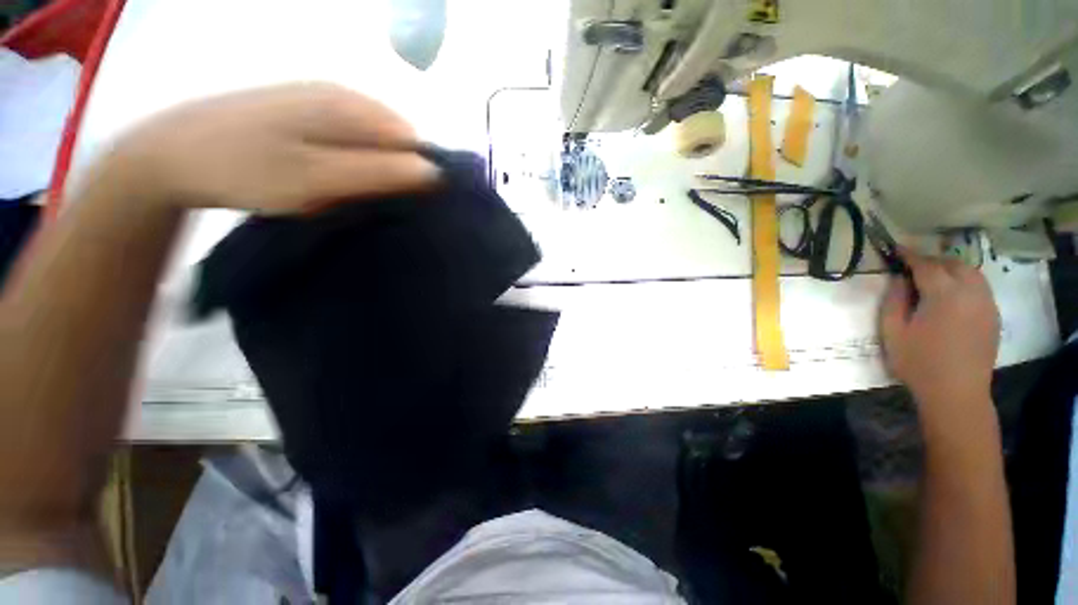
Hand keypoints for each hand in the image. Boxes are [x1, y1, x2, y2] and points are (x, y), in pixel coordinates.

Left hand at [100, 83, 439, 213]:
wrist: (170, 155)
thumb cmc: (245, 169)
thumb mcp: (318, 179)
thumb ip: (378, 173)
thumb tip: (433, 172)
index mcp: (349, 106)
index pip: (414, 141)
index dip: (417, 174)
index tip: (400, 204)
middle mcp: (342, 95)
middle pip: (396, 140)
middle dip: (394, 173)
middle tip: (367, 201)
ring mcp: (322, 101)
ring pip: (374, 143)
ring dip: (372, 172)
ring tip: (346, 194)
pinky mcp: (306, 113)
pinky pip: (351, 141)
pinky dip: (352, 165)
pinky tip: (329, 180)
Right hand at [880, 251, 999, 411]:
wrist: (956, 393)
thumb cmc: (918, 362)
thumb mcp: (893, 332)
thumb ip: (894, 300)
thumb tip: (899, 279)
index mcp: (944, 295)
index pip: (926, 265)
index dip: (909, 255)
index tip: (895, 249)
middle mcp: (971, 293)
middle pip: (953, 264)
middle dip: (932, 261)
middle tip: (912, 268)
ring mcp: (987, 304)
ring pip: (971, 273)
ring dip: (951, 270)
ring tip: (933, 279)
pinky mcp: (993, 316)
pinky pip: (980, 288)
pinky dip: (965, 283)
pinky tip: (952, 296)